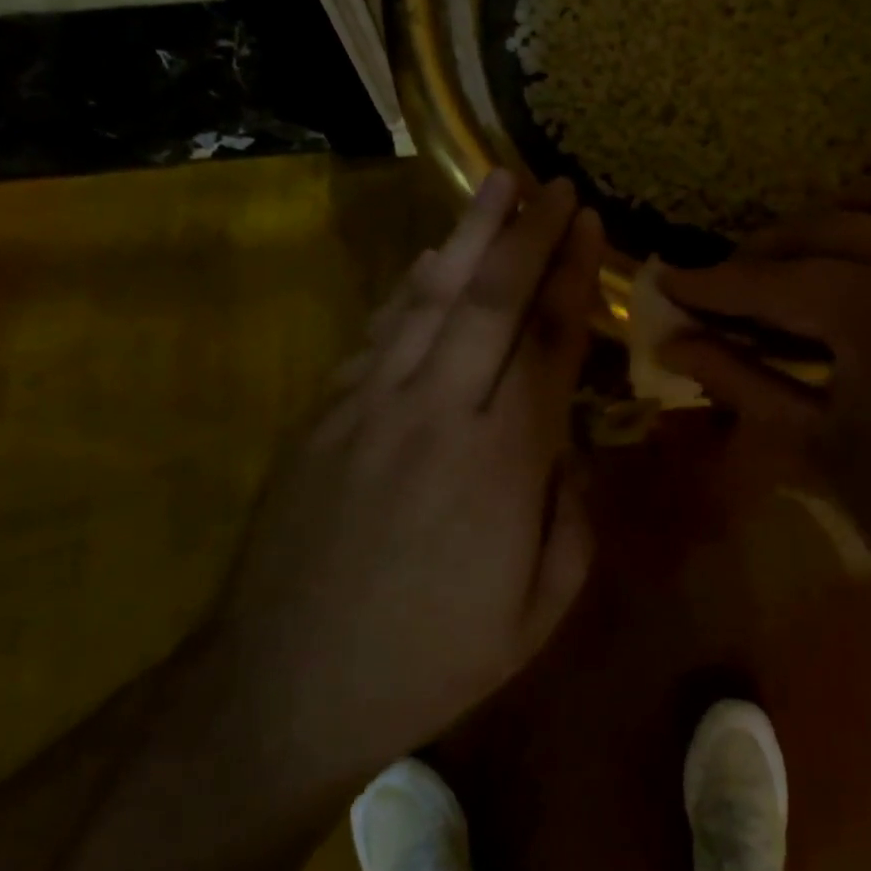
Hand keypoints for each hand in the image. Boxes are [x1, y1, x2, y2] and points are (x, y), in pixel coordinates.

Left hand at [221, 172, 603, 780]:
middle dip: (528, 233)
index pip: (550, 342)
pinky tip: (431, 255)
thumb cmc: (427, 659)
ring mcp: (373, 404)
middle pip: (492, 300)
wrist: (283, 687)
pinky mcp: (327, 410)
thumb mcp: (536, 614)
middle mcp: (439, 412)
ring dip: (468, 234)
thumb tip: (570, 443)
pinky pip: (380, 329)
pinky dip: (410, 283)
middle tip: (552, 183)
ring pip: (431, 297)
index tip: (587, 222)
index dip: (573, 275)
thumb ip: (571, 517)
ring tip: (495, 183)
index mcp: (503, 463)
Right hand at [658, 169, 870, 596]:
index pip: (771, 281)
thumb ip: (738, 379)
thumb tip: (670, 343)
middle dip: (763, 252)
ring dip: (841, 211)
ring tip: (806, 248)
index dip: (711, 283)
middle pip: (824, 229)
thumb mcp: (814, 444)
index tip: (667, 281)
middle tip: (727, 285)